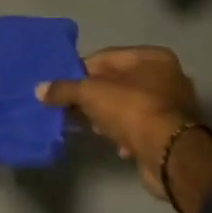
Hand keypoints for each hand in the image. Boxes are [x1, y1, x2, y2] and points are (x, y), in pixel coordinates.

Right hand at [38, 47, 199, 199]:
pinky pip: (140, 127)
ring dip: (108, 117)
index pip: (107, 57)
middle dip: (94, 96)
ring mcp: (172, 105)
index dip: (81, 70)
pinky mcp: (171, 133)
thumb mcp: (92, 94)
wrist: (170, 156)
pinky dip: (125, 134)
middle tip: (73, 109)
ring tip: (92, 128)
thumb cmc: (132, 111)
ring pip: (129, 106)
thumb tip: (39, 89)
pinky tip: (114, 145)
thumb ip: (65, 89)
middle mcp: (167, 76)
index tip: (63, 86)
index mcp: (152, 57)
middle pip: (119, 81)